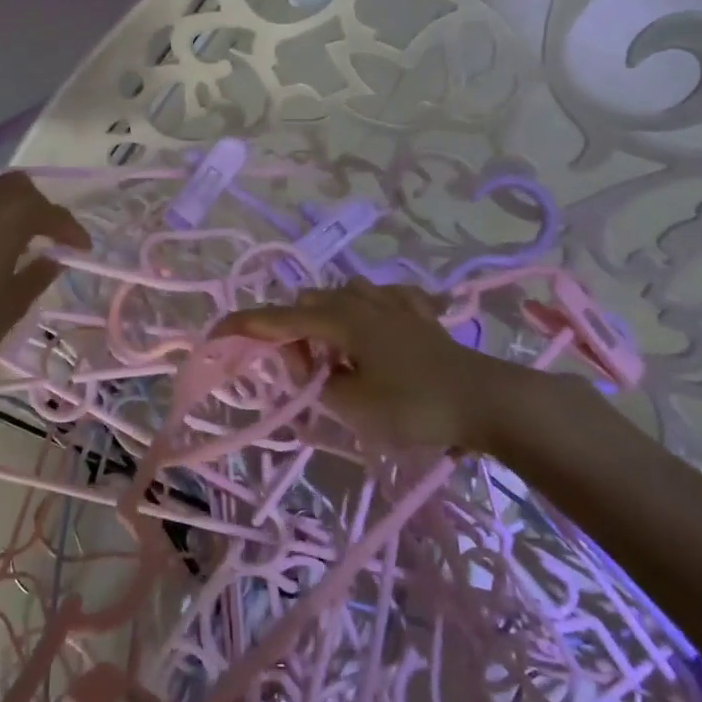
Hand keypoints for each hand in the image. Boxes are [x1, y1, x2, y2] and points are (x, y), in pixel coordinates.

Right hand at [213, 280, 541, 454]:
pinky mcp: (420, 314)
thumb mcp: (354, 406)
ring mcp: (394, 303)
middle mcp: (361, 301)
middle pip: (308, 305)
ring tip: (339, 358)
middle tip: (308, 377)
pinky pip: (383, 300)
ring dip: (327, 323)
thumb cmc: (415, 406)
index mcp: (340, 320)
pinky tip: (377, 327)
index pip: (278, 319)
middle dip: (294, 336)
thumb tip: (318, 372)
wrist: (488, 401)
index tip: (214, 334)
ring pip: (343, 296)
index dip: (243, 326)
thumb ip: (321, 385)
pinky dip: (367, 313)